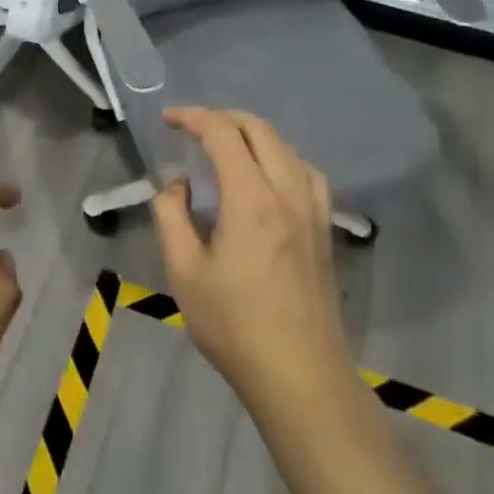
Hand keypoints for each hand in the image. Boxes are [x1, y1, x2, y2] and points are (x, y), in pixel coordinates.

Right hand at [152, 107, 354, 420]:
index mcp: (251, 199)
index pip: (222, 133)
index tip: (168, 119)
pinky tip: (270, 175)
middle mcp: (287, 192)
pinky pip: (307, 172)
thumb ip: (171, 216)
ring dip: (253, 133)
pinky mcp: (325, 229)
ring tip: (226, 144)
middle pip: (259, 129)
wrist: (300, 376)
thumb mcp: (184, 272)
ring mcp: (313, 210)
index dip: (193, 117)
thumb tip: (177, 184)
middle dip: (222, 118)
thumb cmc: (234, 326)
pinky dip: (282, 156)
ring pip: (286, 146)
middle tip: (192, 127)